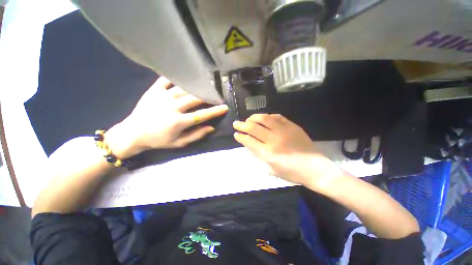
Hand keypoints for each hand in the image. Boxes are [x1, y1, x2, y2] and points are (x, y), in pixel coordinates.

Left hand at [106, 77, 227, 157]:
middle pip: (195, 99)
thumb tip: (211, 127)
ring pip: (184, 88)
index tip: (225, 107)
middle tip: (217, 95)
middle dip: (209, 97)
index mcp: (178, 122)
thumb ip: (196, 135)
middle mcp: (172, 107)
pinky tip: (184, 76)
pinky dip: (176, 77)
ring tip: (206, 85)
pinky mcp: (153, 90)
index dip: (215, 111)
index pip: (202, 115)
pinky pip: (166, 80)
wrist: (133, 133)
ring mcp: (162, 97)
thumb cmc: (158, 140)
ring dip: (197, 87)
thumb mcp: (179, 143)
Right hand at [233, 114, 333, 185]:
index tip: (236, 134)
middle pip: (253, 128)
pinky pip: (277, 116)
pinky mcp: (292, 126)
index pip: (249, 141)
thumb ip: (258, 155)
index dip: (240, 136)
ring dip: (253, 118)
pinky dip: (267, 116)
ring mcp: (284, 131)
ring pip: (264, 118)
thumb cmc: (291, 172)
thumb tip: (249, 143)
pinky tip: (264, 118)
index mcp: (268, 153)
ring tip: (248, 119)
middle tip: (236, 124)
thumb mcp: (270, 169)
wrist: (314, 168)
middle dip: (242, 125)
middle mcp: (274, 140)